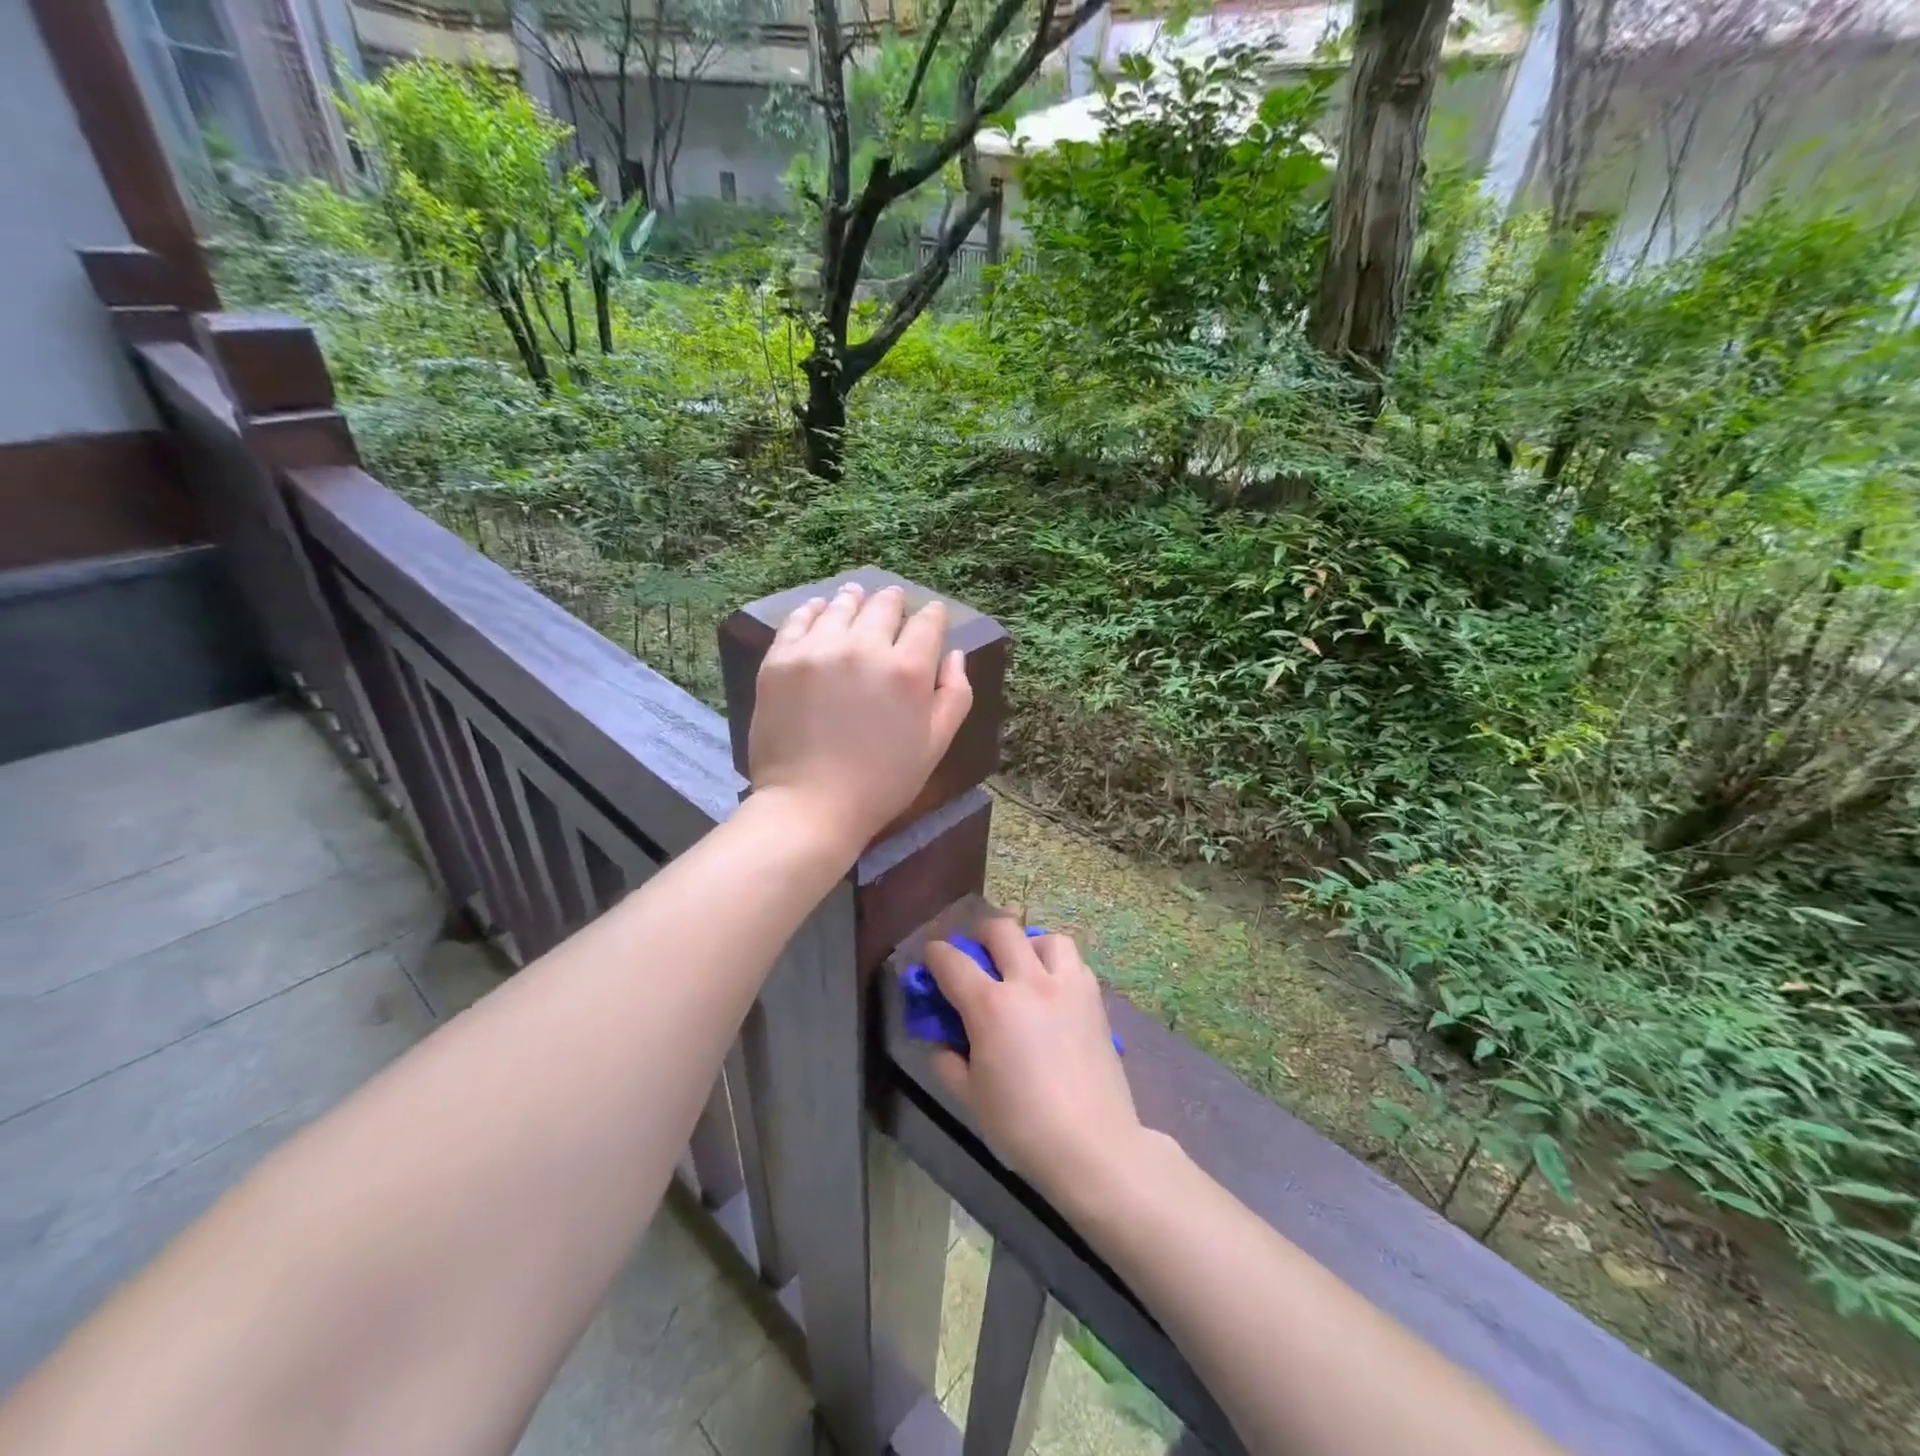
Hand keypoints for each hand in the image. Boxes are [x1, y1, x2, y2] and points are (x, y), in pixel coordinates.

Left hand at [749, 580, 972, 856]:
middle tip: (893, 600)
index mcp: (908, 670)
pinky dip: (814, 610)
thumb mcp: (936, 744)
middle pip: (883, 606)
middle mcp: (864, 647)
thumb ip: (955, 695)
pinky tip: (820, 609)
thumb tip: (954, 654)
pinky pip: (799, 620)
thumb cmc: (882, 782)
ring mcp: (818, 649)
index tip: (932, 615)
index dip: (933, 615)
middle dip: (893, 601)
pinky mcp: (781, 659)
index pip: (927, 623)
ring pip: (841, 607)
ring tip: (856, 595)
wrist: (810, 806)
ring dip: (855, 599)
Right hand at [924, 914, 1156, 1214]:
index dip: (935, 955)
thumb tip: (942, 1041)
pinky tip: (1053, 993)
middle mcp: (1029, 983)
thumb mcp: (970, 1097)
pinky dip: (1058, 966)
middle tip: (977, 956)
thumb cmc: (1022, 1126)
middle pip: (1001, 930)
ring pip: (1046, 939)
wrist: (1092, 1145)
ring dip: (1028, 946)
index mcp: (991, 1006)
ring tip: (1024, 970)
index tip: (931, 958)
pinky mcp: (1094, 999)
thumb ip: (948, 1061)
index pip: (953, 962)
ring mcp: (1067, 986)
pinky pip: (1074, 963)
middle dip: (981, 936)